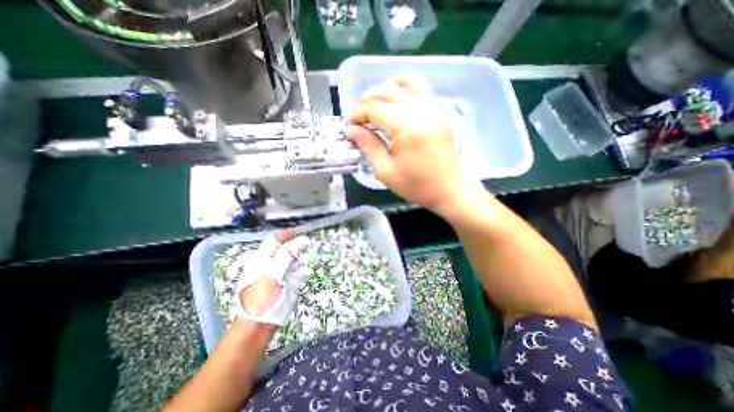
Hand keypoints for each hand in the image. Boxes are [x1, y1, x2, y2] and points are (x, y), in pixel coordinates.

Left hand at [234, 230, 312, 326]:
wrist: (259, 325)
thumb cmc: (260, 296)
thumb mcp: (272, 272)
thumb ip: (287, 255)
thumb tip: (303, 240)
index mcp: (262, 259)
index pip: (274, 240)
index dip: (287, 234)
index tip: (301, 231)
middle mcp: (272, 264)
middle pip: (286, 249)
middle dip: (298, 244)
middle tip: (309, 243)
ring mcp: (281, 274)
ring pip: (294, 259)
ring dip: (302, 256)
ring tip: (310, 255)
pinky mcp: (289, 283)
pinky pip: (298, 272)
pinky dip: (303, 269)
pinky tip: (306, 270)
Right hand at [347, 75, 479, 215]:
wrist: (450, 190)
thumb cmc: (417, 185)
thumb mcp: (386, 171)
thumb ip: (369, 145)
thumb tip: (352, 129)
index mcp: (406, 126)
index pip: (374, 108)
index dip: (357, 114)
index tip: (348, 125)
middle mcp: (421, 110)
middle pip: (387, 91)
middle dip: (366, 100)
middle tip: (357, 116)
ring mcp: (433, 108)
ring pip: (406, 82)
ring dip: (386, 88)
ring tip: (374, 103)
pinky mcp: (439, 112)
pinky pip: (420, 89)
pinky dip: (403, 89)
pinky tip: (395, 103)